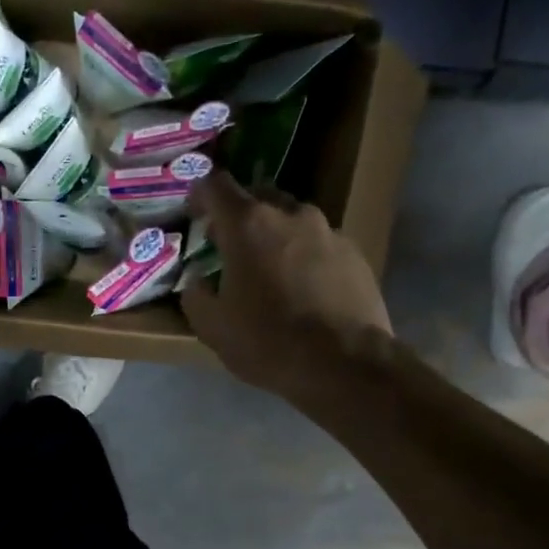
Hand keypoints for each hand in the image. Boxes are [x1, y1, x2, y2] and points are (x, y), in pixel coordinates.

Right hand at [180, 172, 391, 392]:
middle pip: (258, 197)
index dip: (200, 194)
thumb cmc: (266, 340)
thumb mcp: (212, 326)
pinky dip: (304, 255)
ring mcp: (328, 231)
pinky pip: (319, 243)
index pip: (216, 186)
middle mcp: (290, 214)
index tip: (193, 213)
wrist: (344, 363)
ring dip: (274, 236)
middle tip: (228, 246)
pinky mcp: (355, 253)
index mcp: (247, 225)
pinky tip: (302, 288)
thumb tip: (198, 282)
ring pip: (292, 220)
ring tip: (268, 270)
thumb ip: (195, 295)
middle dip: (239, 215)